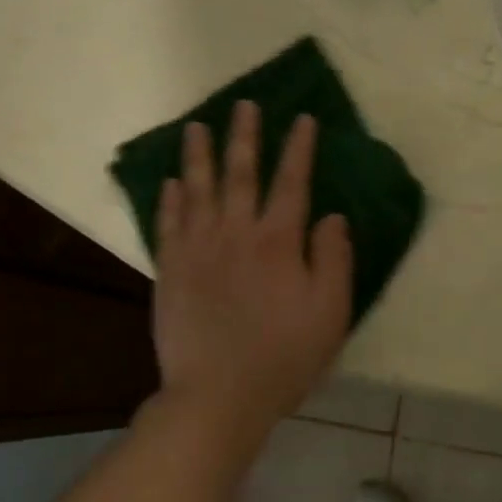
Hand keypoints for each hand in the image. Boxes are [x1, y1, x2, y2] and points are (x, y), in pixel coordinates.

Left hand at [151, 100, 353, 434]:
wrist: (217, 396)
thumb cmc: (283, 356)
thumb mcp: (330, 312)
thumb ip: (333, 259)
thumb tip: (331, 216)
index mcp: (278, 241)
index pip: (292, 182)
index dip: (299, 148)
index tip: (303, 119)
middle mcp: (236, 233)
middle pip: (241, 173)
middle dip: (245, 136)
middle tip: (244, 104)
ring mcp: (198, 249)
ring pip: (198, 189)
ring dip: (199, 155)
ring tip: (196, 127)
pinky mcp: (170, 270)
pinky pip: (168, 224)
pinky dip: (170, 199)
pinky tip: (170, 181)